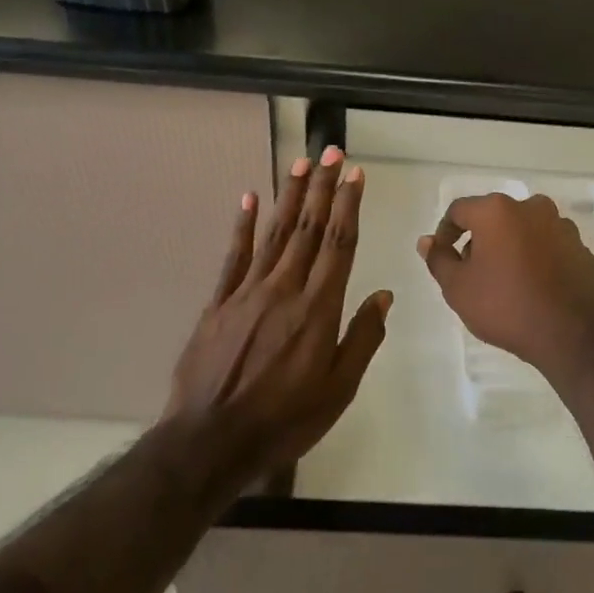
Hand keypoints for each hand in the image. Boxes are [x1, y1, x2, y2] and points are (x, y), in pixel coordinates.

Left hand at [167, 146, 391, 477]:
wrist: (210, 441)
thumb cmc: (284, 420)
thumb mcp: (338, 390)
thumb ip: (363, 338)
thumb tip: (384, 295)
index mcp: (318, 309)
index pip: (339, 244)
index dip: (348, 205)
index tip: (355, 174)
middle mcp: (285, 289)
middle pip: (309, 228)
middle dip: (322, 187)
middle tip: (331, 151)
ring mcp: (248, 292)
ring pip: (275, 233)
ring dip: (290, 195)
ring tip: (301, 162)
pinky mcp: (219, 303)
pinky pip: (234, 256)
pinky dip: (244, 225)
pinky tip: (250, 197)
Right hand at [417, 192, 593, 388]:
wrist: (573, 335)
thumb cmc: (507, 306)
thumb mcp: (458, 288)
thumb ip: (439, 259)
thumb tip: (427, 241)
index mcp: (497, 210)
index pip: (459, 210)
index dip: (445, 233)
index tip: (443, 257)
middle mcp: (531, 207)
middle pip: (494, 217)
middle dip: (479, 239)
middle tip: (473, 273)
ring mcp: (561, 225)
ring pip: (523, 229)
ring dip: (509, 246)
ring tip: (504, 281)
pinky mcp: (580, 246)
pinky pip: (547, 244)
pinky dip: (535, 257)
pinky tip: (532, 286)